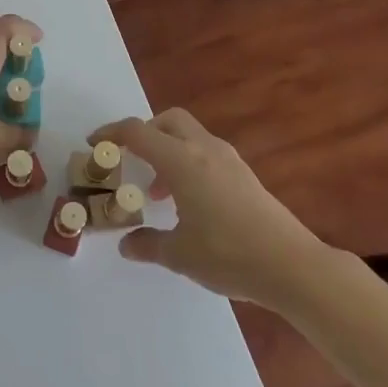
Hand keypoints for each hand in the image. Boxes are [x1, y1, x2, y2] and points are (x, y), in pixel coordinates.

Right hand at [89, 108, 319, 305]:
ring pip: (190, 135)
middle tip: (132, 161)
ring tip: (160, 192)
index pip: (137, 132)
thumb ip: (148, 245)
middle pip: (167, 120)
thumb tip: (127, 245)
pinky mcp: (245, 175)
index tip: (94, 143)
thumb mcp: (180, 255)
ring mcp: (229, 160)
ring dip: (168, 151)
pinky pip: (207, 153)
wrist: (293, 266)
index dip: (111, 133)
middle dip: (145, 132)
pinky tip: (190, 202)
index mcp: (181, 161)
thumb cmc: (229, 255)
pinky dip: (189, 163)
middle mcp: (204, 150)